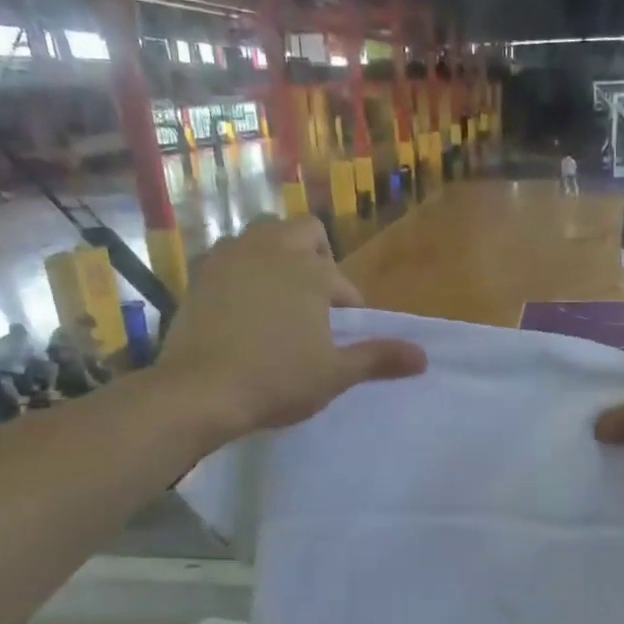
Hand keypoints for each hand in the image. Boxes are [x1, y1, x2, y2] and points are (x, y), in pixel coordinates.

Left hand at [158, 216, 426, 437]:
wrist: (200, 391)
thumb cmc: (277, 380)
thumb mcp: (335, 374)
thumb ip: (379, 358)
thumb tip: (424, 357)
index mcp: (310, 271)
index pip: (342, 281)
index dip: (350, 306)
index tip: (344, 333)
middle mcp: (271, 250)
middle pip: (304, 232)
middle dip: (317, 258)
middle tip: (316, 299)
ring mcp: (230, 258)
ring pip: (262, 237)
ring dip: (278, 257)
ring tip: (280, 297)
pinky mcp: (199, 274)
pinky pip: (229, 257)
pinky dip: (243, 271)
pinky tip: (242, 307)